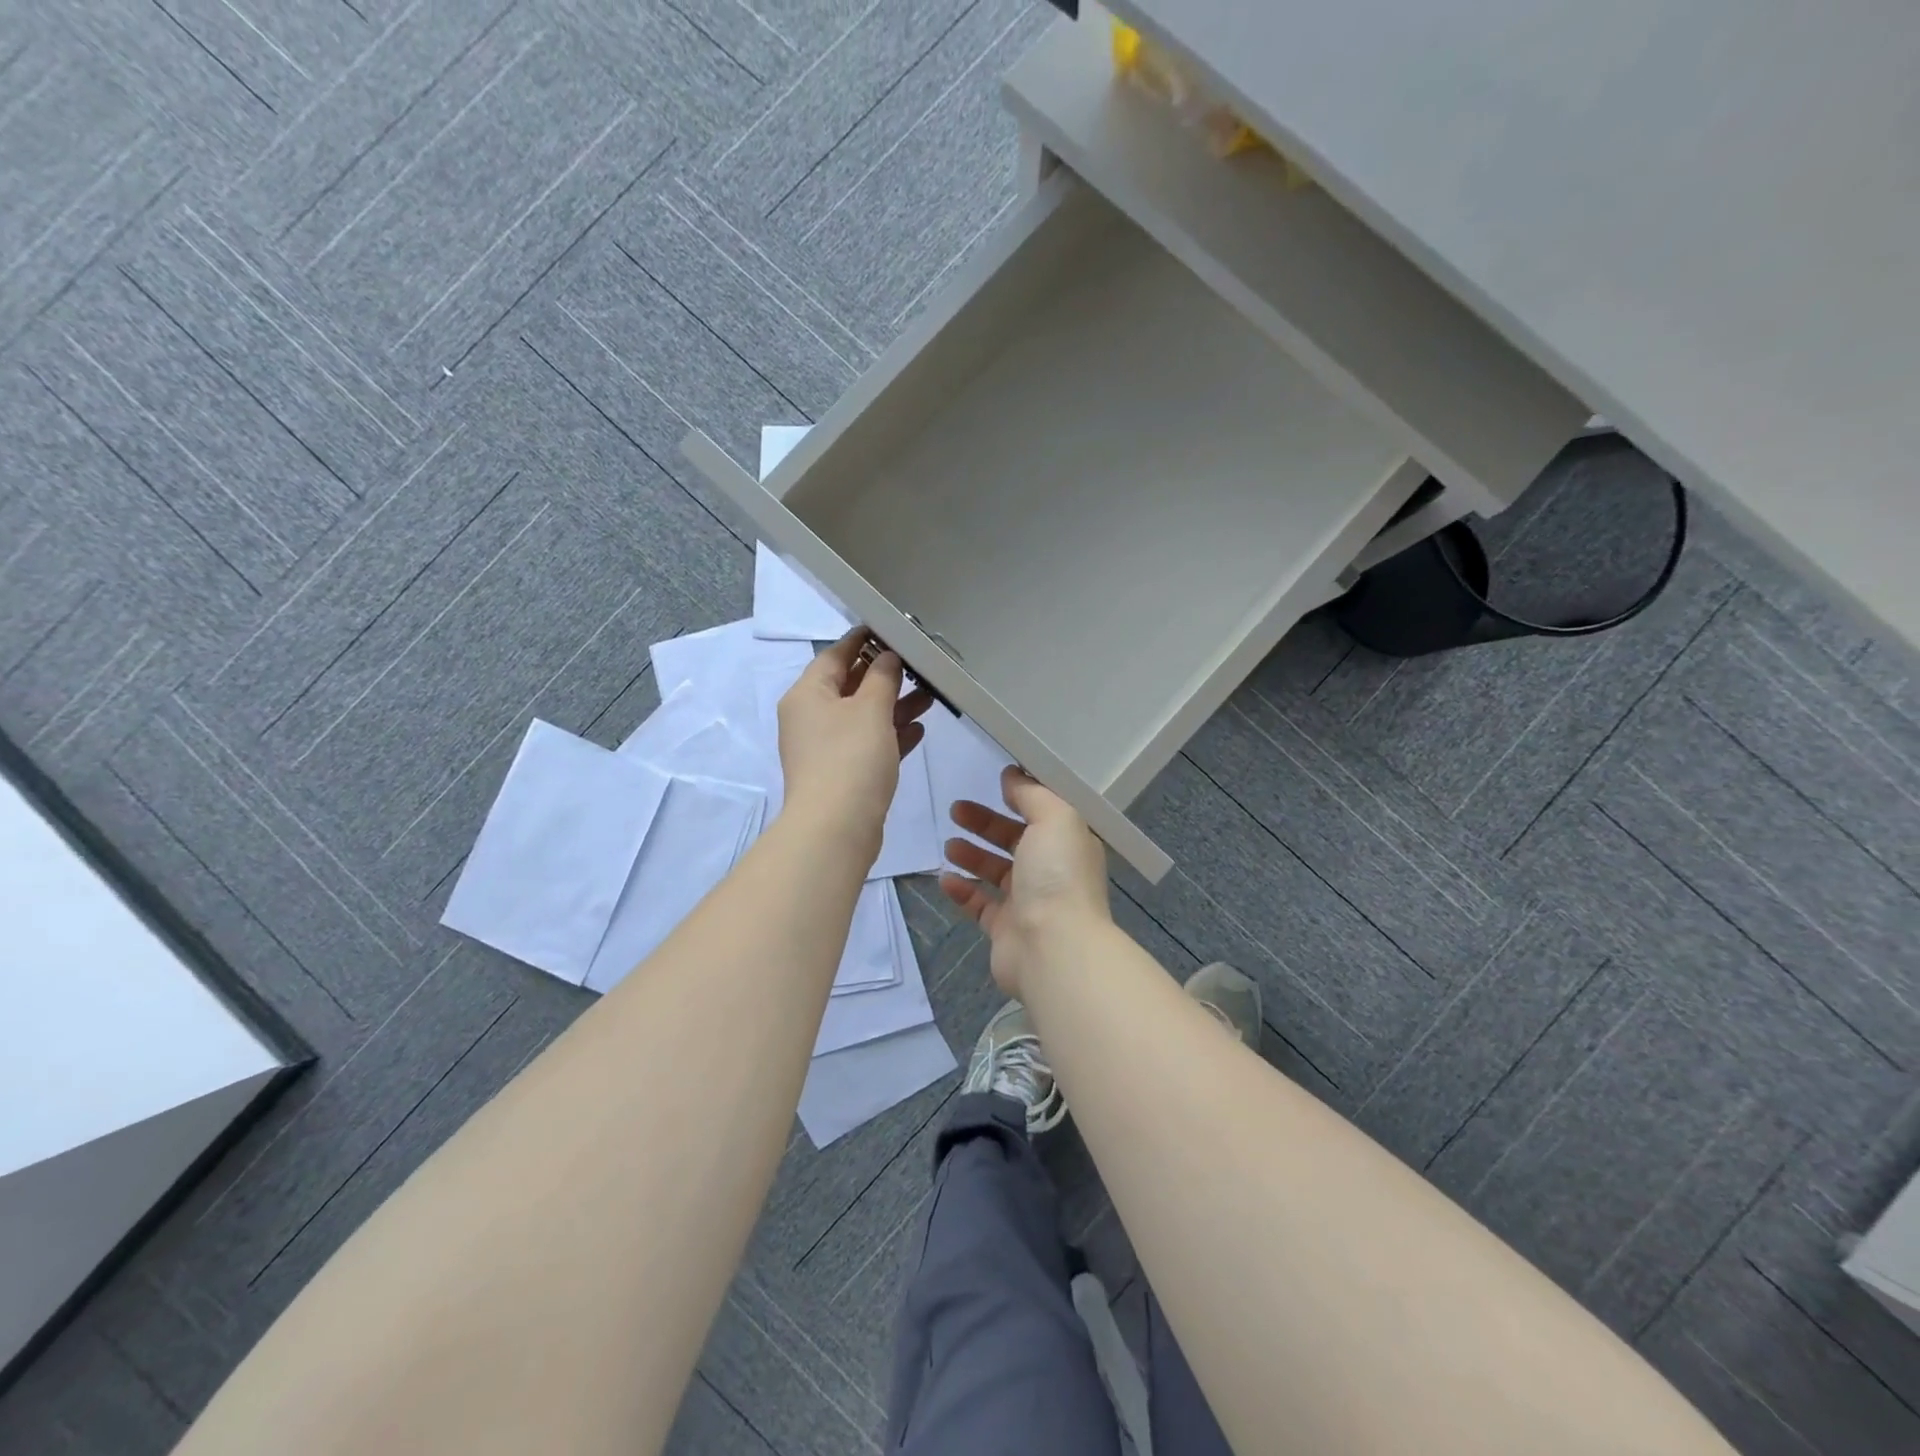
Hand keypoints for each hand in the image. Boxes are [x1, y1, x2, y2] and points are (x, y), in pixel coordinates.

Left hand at [777, 630, 932, 853]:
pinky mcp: (842, 773)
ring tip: (929, 696)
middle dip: (885, 675)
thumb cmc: (850, 758)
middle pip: (850, 686)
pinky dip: (890, 734)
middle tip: (918, 664)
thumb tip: (887, 657)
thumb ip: (882, 676)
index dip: (863, 639)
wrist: (836, 828)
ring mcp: (825, 748)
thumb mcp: (871, 708)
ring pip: (863, 716)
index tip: (891, 628)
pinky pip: (868, 744)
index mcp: (807, 694)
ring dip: (893, 705)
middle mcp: (811, 718)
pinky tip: (917, 729)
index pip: (835, 655)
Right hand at [938, 766, 1111, 999]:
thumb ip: (1032, 794)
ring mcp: (1029, 902)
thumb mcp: (1054, 817)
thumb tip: (1013, 776)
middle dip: (986, 823)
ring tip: (949, 844)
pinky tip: (945, 879)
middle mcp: (1052, 871)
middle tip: (957, 809)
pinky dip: (962, 891)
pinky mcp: (1005, 929)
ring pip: (996, 871)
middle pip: (1015, 839)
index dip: (1021, 796)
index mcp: (1069, 843)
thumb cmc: (1057, 875)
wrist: (1053, 948)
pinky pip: (980, 904)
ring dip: (972, 855)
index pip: (1044, 813)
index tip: (994, 781)